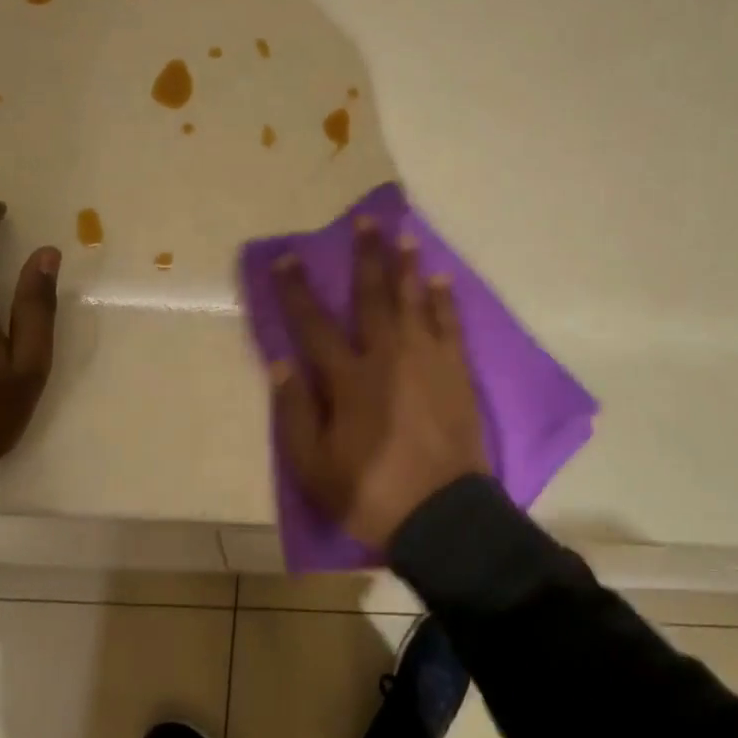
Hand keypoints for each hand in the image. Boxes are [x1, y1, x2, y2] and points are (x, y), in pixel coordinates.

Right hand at [270, 217, 489, 550]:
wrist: (443, 517)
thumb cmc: (371, 493)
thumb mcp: (314, 466)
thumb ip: (296, 412)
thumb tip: (281, 363)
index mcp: (348, 379)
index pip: (314, 324)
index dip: (297, 289)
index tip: (288, 258)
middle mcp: (387, 356)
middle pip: (372, 296)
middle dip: (366, 256)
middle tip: (365, 220)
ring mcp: (427, 360)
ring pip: (414, 301)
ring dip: (406, 265)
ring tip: (403, 234)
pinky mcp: (456, 372)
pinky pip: (450, 325)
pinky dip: (445, 300)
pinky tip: (441, 279)